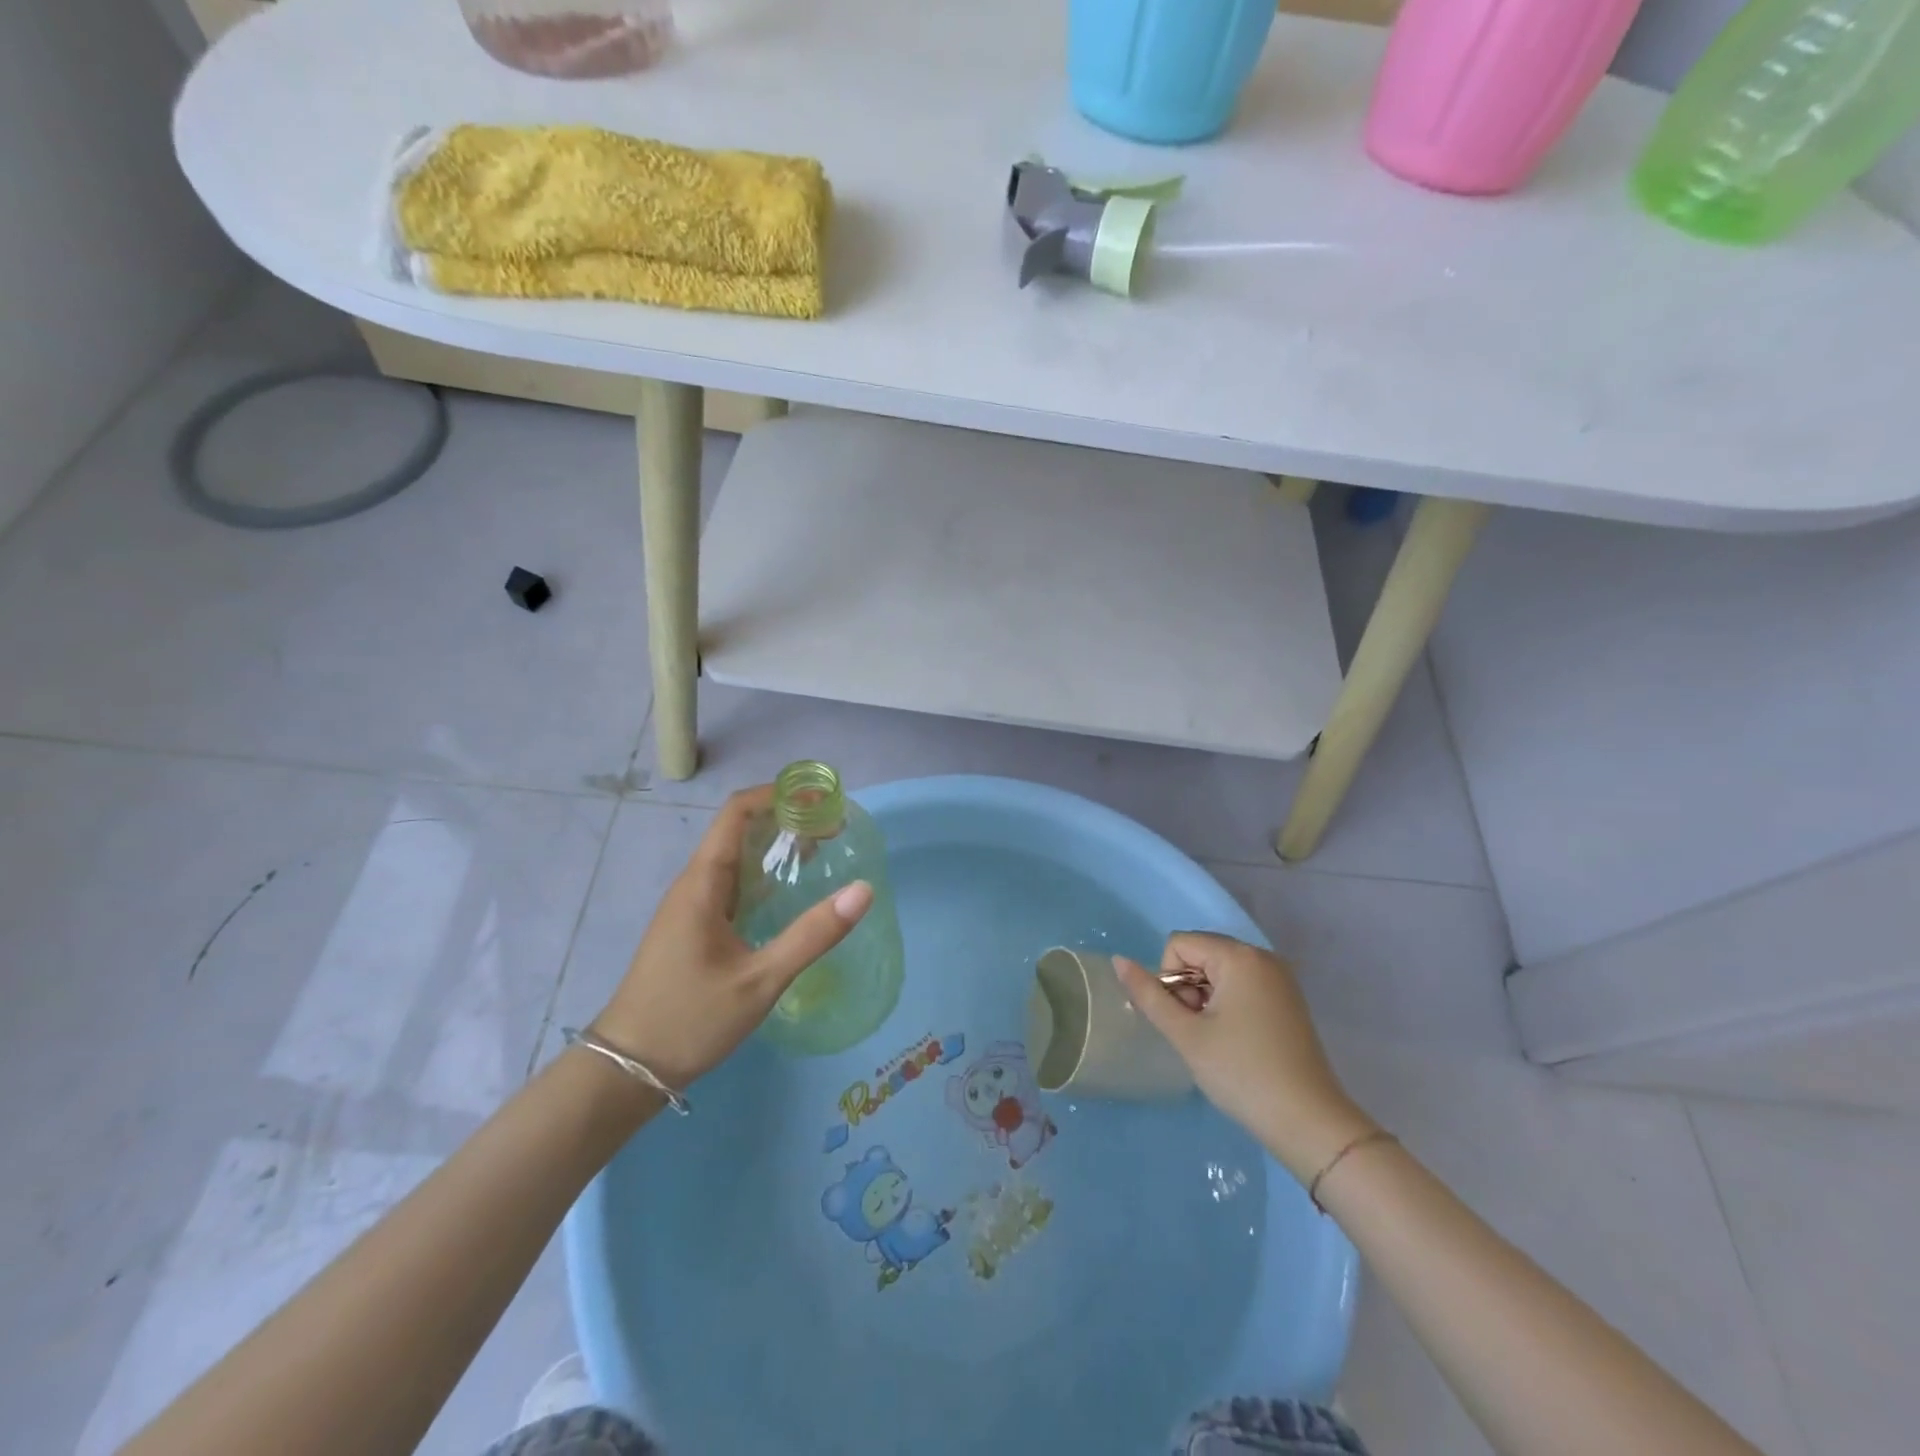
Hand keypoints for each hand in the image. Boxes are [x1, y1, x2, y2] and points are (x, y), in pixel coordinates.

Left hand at [590, 786, 871, 1091]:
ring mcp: (691, 906)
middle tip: (834, 829)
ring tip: (823, 852)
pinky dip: (765, 875)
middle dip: (785, 819)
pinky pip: (733, 883)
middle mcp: (694, 884)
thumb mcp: (760, 980)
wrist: (628, 1069)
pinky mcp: (694, 927)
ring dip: (776, 847)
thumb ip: (812, 935)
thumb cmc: (690, 1019)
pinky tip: (790, 892)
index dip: (776, 795)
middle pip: (739, 829)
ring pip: (736, 857)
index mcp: (702, 883)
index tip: (819, 798)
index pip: (736, 812)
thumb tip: (863, 890)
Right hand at [1115, 933, 1377, 1182]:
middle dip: (1187, 988)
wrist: (1309, 1124)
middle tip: (1199, 1033)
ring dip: (1205, 998)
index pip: (1179, 945)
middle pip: (1200, 953)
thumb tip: (1118, 960)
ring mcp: (1279, 977)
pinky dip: (1227, 1004)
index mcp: (1239, 956)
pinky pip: (1241, 984)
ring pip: (1219, 970)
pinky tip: (1235, 1040)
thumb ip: (1148, 994)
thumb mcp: (1186, 1035)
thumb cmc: (1242, 1074)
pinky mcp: (1287, 998)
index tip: (1184, 1020)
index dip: (1169, 980)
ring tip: (1216, 1040)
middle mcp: (1262, 956)